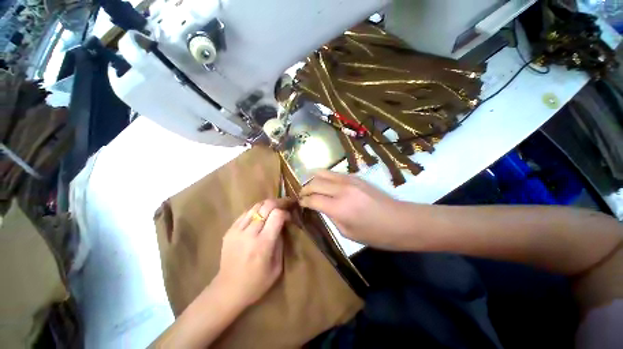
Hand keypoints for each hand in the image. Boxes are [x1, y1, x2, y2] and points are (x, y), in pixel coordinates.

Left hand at [214, 199, 292, 308]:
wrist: (227, 290)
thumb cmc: (256, 283)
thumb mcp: (277, 267)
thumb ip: (281, 243)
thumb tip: (283, 225)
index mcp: (263, 244)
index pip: (277, 215)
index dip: (285, 212)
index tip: (289, 217)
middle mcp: (249, 233)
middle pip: (266, 206)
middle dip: (278, 203)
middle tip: (285, 205)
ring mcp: (237, 230)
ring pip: (255, 206)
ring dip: (267, 205)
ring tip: (273, 208)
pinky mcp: (229, 231)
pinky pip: (245, 213)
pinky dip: (256, 211)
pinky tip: (260, 216)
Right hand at [299, 170, 411, 249]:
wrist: (401, 221)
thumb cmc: (375, 234)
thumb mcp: (347, 232)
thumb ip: (331, 217)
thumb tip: (321, 207)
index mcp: (339, 208)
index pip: (313, 199)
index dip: (303, 201)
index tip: (300, 203)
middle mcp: (342, 190)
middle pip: (315, 182)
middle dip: (305, 188)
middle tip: (302, 194)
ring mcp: (350, 180)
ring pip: (324, 173)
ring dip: (314, 178)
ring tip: (310, 185)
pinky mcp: (356, 177)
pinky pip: (335, 173)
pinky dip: (326, 177)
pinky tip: (325, 183)